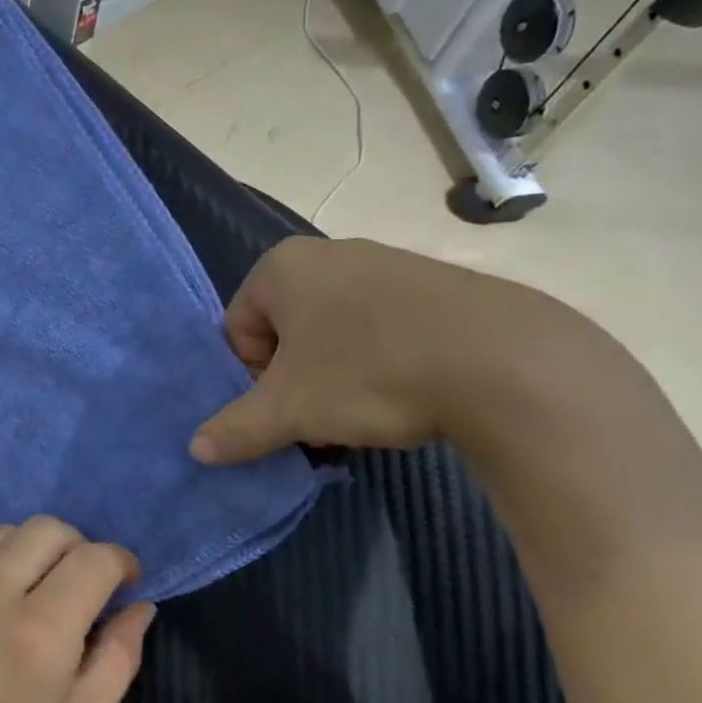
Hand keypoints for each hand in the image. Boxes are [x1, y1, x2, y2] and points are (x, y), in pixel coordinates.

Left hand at [0, 518, 155, 702]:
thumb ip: (117, 659)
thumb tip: (138, 607)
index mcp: (38, 633)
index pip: (93, 559)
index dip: (121, 562)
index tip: (126, 583)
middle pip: (47, 529)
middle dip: (78, 548)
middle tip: (83, 588)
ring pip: (2, 535)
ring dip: (32, 552)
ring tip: (35, 596)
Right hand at [189, 236, 600, 462]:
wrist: (505, 363)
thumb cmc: (369, 373)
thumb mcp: (291, 411)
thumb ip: (236, 428)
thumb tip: (196, 450)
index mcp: (281, 267)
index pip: (238, 329)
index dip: (253, 378)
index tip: (287, 408)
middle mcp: (329, 252)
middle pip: (286, 332)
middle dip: (295, 380)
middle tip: (321, 418)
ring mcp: (386, 262)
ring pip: (335, 332)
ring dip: (335, 377)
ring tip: (366, 413)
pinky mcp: (436, 283)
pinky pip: (384, 326)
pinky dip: (381, 361)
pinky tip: (409, 394)